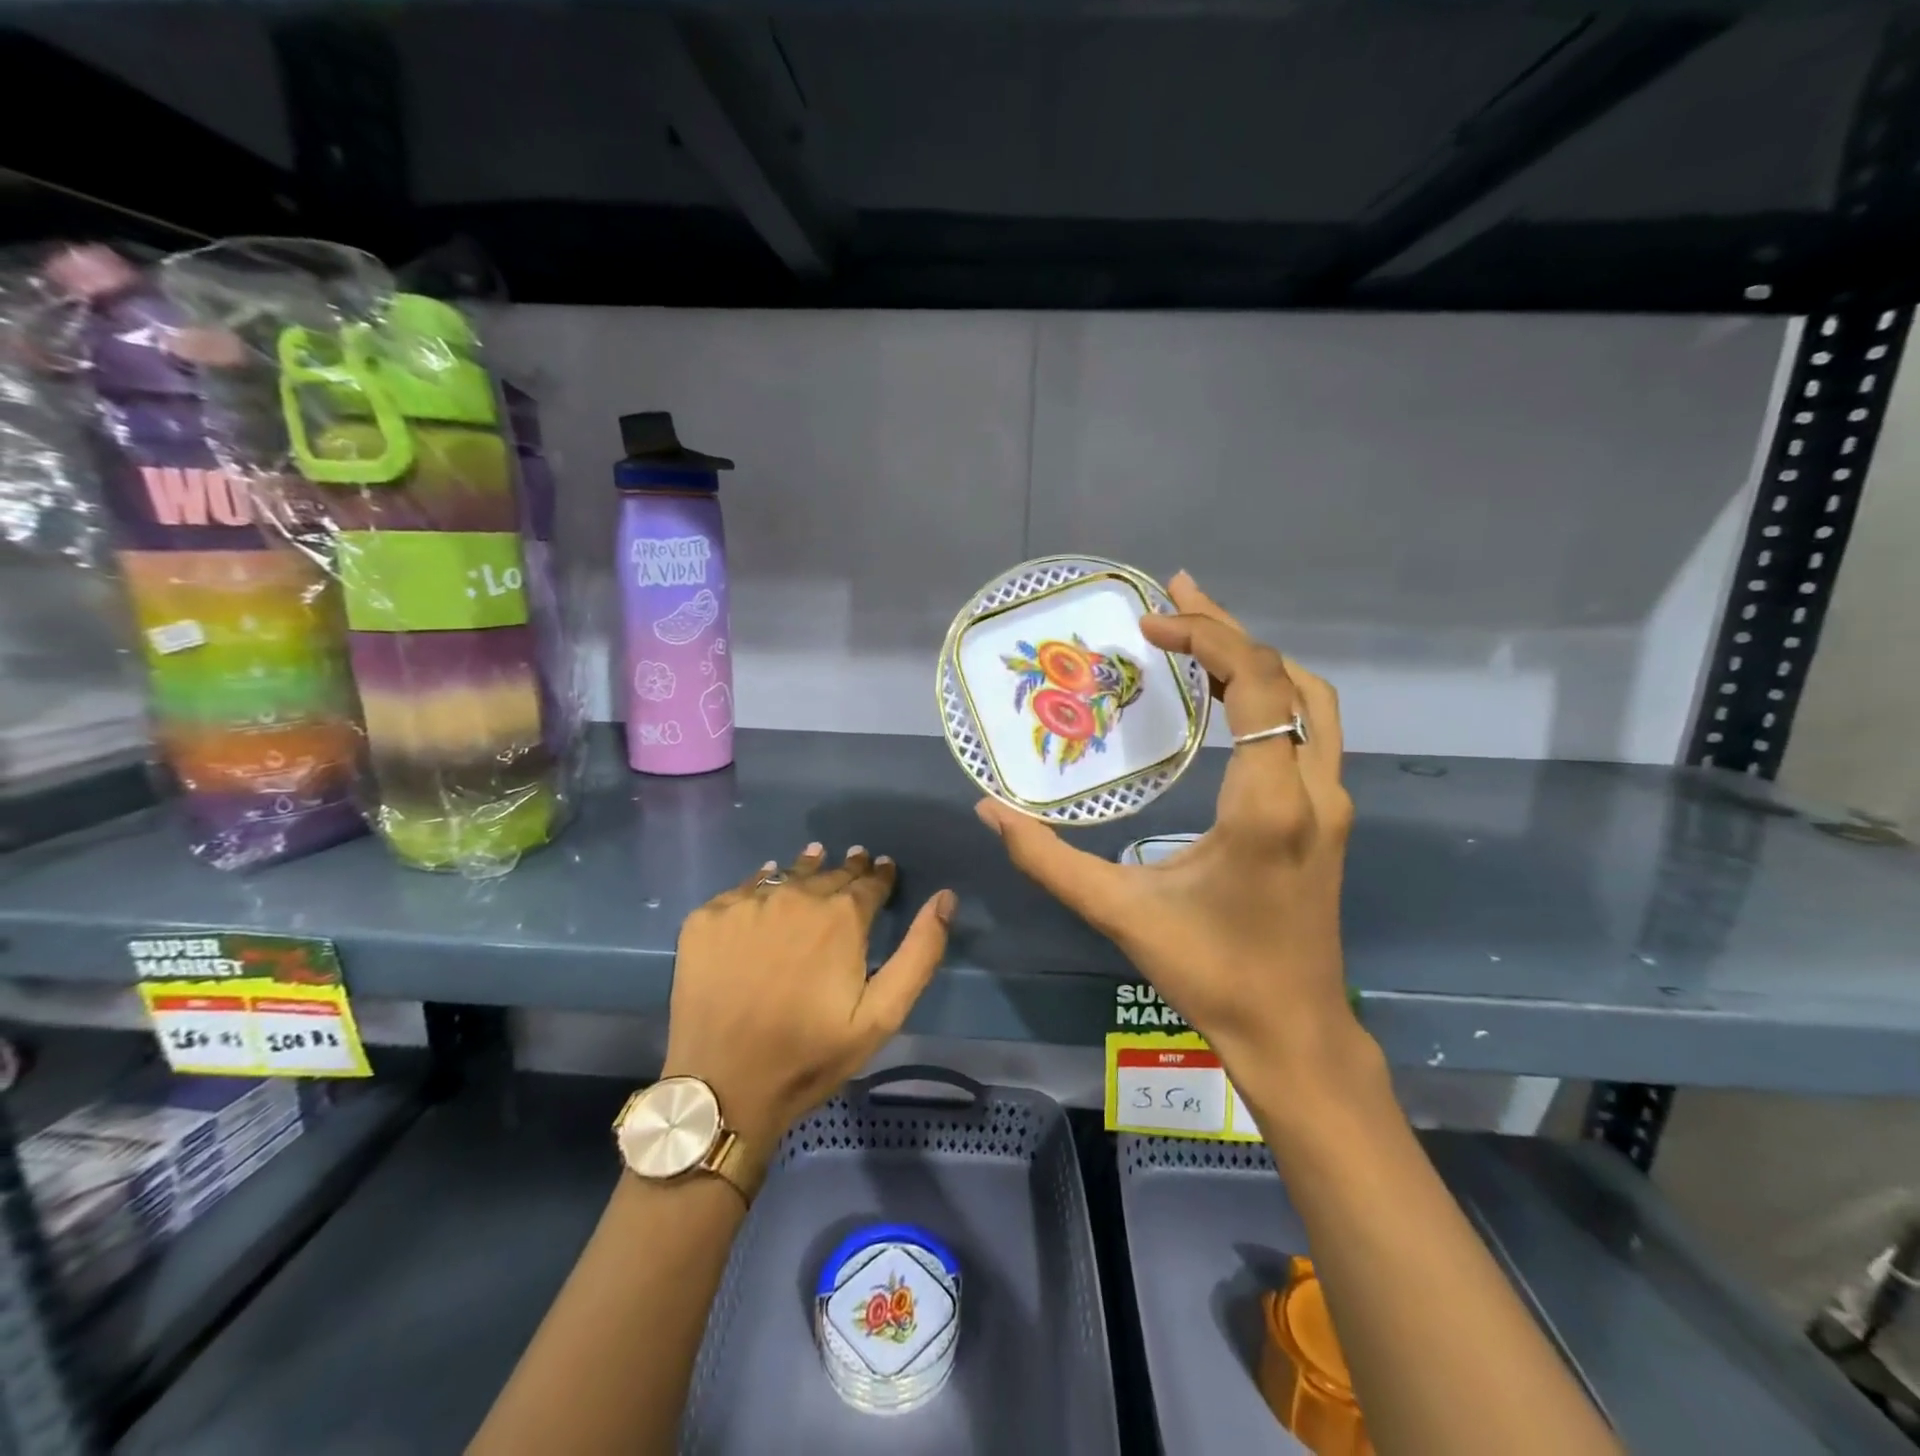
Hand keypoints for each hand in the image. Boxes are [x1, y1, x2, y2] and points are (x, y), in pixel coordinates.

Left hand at [662, 844, 956, 1169]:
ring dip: (807, 868)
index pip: (869, 882)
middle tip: (856, 861)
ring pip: (787, 875)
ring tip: (816, 858)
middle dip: (847, 869)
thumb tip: (945, 898)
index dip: (880, 875)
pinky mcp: (707, 918)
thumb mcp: (882, 1015)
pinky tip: (767, 885)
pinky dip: (761, 884)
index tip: (884, 868)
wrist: (723, 1086)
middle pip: (829, 873)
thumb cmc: (811, 1055)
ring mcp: (746, 904)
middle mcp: (795, 896)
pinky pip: (743, 889)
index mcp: (841, 916)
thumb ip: (919, 952)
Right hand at [976, 572, 1366, 1099]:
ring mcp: (1332, 803)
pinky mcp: (1331, 817)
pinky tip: (1228, 696)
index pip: (1255, 685)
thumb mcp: (1118, 912)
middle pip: (1287, 678)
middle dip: (1228, 629)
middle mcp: (1313, 790)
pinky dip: (1272, 694)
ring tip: (1200, 631)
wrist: (1295, 1031)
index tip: (1151, 623)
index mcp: (1267, 805)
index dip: (1207, 637)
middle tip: (1173, 595)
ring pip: (1310, 700)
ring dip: (1257, 658)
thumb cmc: (1209, 973)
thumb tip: (989, 810)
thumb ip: (1046, 859)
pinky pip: (1309, 729)